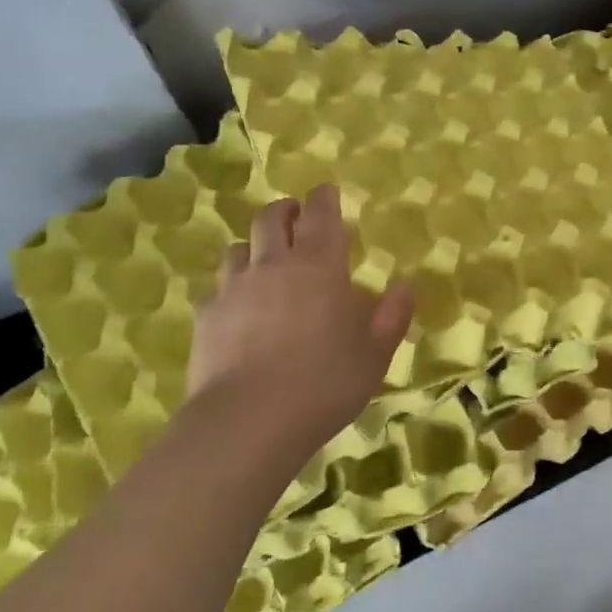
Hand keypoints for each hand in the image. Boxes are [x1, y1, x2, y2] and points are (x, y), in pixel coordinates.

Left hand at [184, 185, 414, 460]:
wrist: (249, 420)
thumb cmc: (325, 382)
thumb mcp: (374, 354)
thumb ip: (392, 316)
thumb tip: (406, 285)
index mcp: (320, 266)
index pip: (320, 214)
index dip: (323, 197)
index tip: (326, 191)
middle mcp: (274, 265)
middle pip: (271, 219)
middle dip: (285, 210)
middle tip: (295, 216)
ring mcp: (234, 288)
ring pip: (238, 248)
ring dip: (254, 246)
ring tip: (264, 261)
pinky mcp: (206, 316)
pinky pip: (216, 287)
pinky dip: (230, 287)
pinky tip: (236, 306)